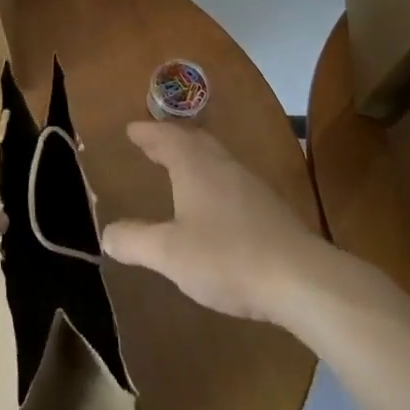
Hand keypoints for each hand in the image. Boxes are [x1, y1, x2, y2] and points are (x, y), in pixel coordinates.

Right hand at [102, 122, 326, 324]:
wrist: (301, 279)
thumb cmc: (227, 257)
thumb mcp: (170, 254)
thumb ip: (136, 241)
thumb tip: (108, 234)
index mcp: (195, 166)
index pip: (166, 137)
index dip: (147, 133)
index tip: (131, 130)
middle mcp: (222, 165)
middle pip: (194, 140)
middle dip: (171, 139)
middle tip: (152, 143)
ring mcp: (250, 185)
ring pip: (216, 158)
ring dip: (194, 157)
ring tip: (179, 167)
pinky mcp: (270, 209)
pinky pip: (231, 179)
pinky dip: (212, 178)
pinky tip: (214, 202)